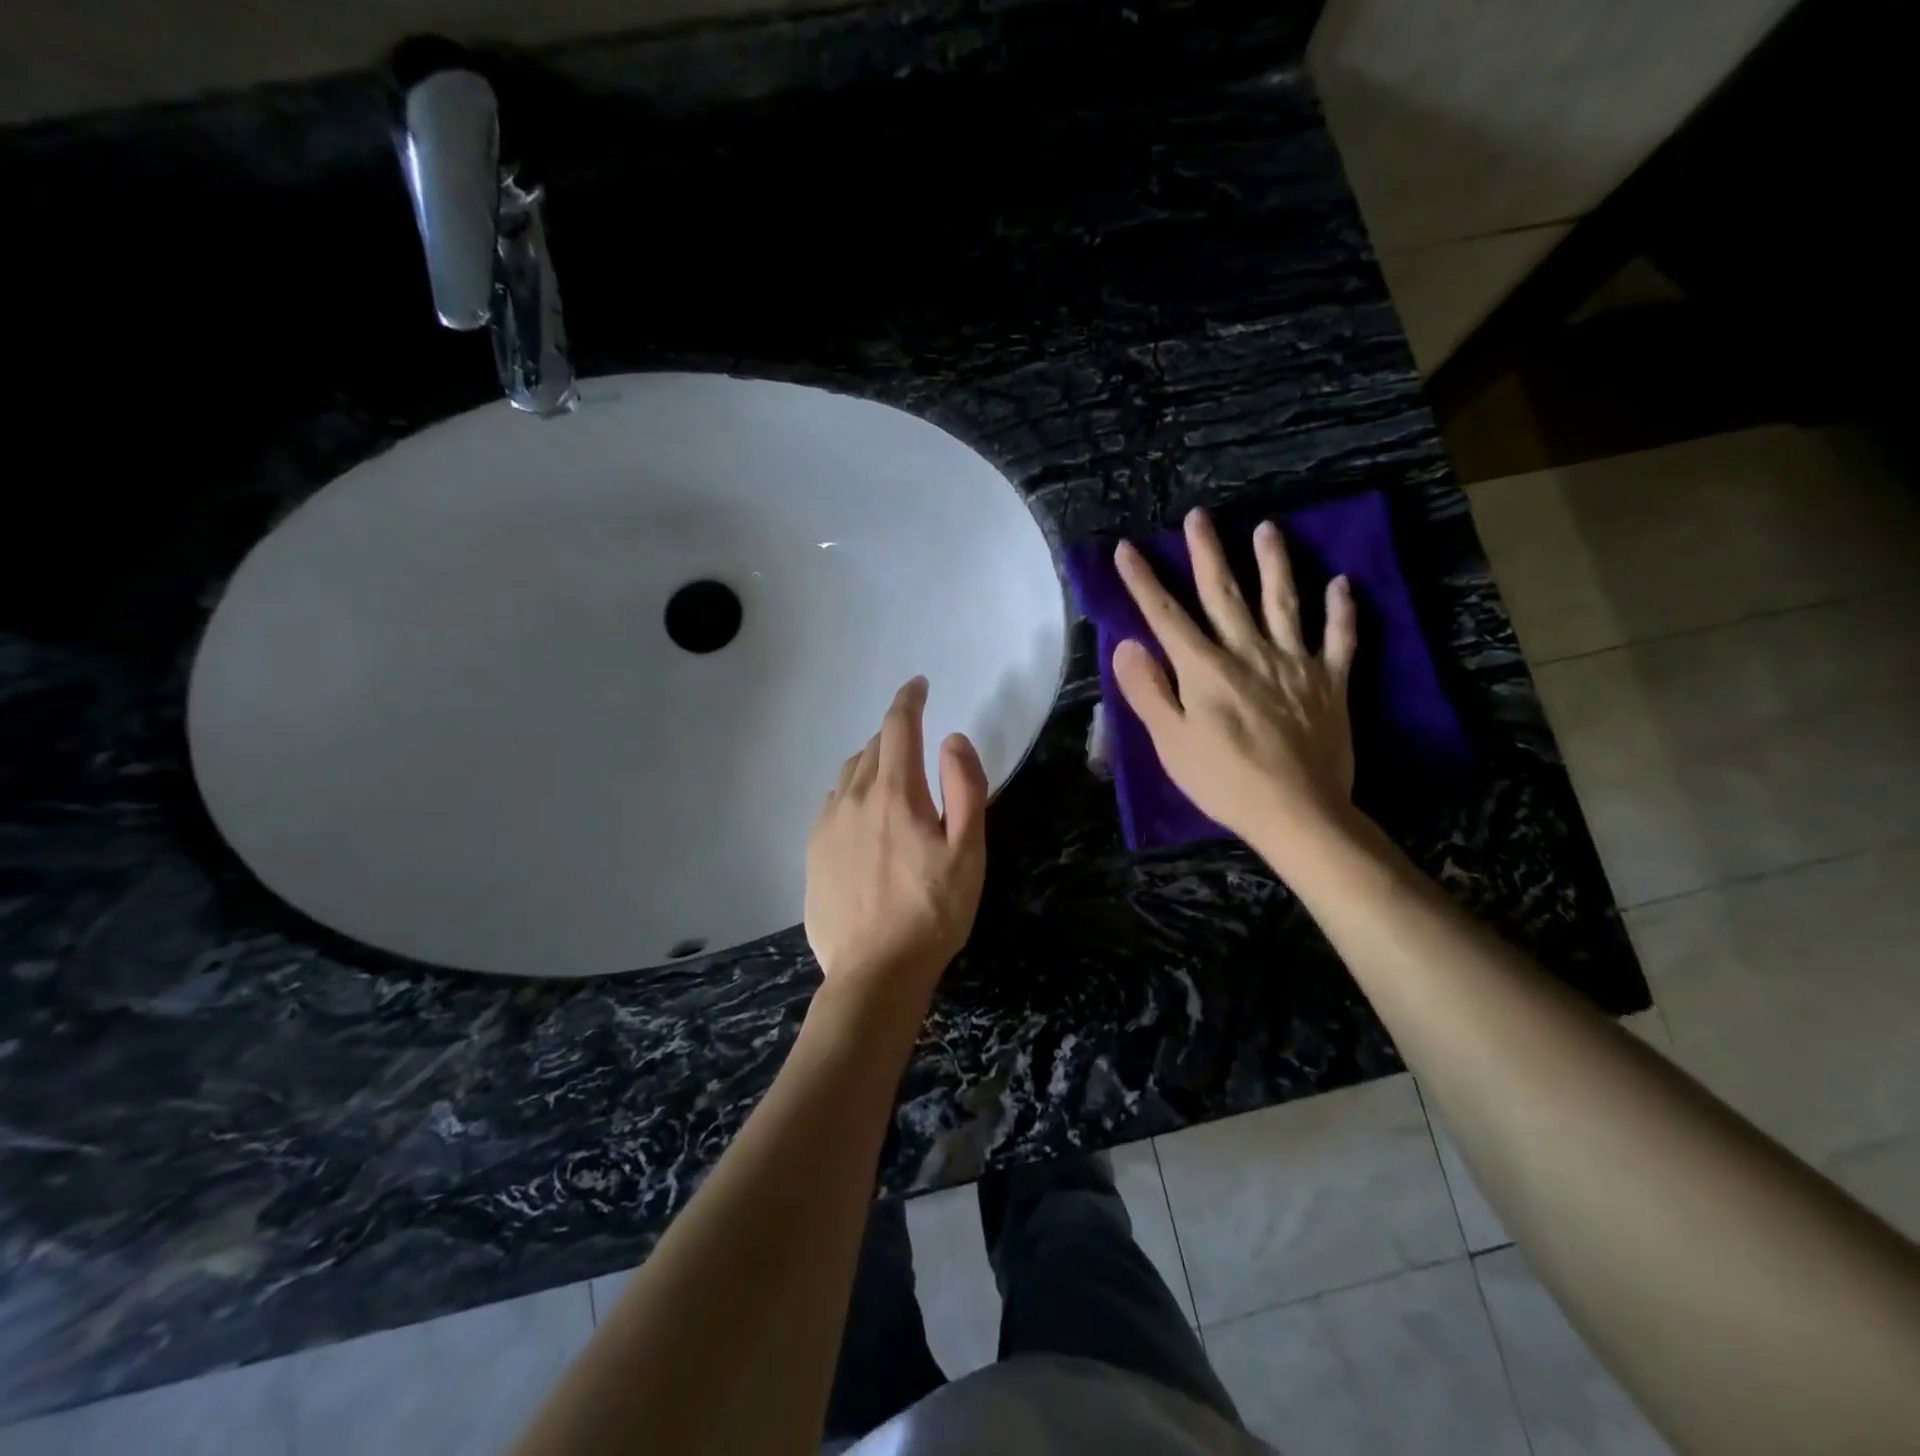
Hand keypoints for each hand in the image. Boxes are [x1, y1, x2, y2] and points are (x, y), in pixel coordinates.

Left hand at [804, 676, 989, 1000]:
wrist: (875, 972)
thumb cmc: (933, 912)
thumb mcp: (968, 851)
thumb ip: (965, 788)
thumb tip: (952, 739)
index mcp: (894, 793)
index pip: (899, 727)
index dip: (909, 700)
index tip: (918, 685)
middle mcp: (853, 798)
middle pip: (873, 748)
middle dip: (896, 735)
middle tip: (917, 743)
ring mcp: (827, 825)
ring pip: (849, 774)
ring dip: (872, 763)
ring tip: (892, 779)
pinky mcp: (813, 852)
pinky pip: (832, 803)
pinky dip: (851, 793)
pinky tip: (863, 817)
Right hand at [1112, 508, 1358, 866]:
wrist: (1298, 812)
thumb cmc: (1224, 781)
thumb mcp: (1170, 743)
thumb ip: (1148, 691)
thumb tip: (1127, 645)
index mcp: (1205, 669)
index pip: (1166, 615)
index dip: (1143, 581)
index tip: (1127, 548)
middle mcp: (1249, 653)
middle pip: (1224, 594)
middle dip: (1207, 554)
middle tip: (1199, 517)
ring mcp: (1294, 664)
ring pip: (1283, 602)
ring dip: (1274, 563)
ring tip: (1268, 529)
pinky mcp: (1330, 682)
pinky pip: (1339, 639)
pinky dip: (1343, 611)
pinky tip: (1342, 584)